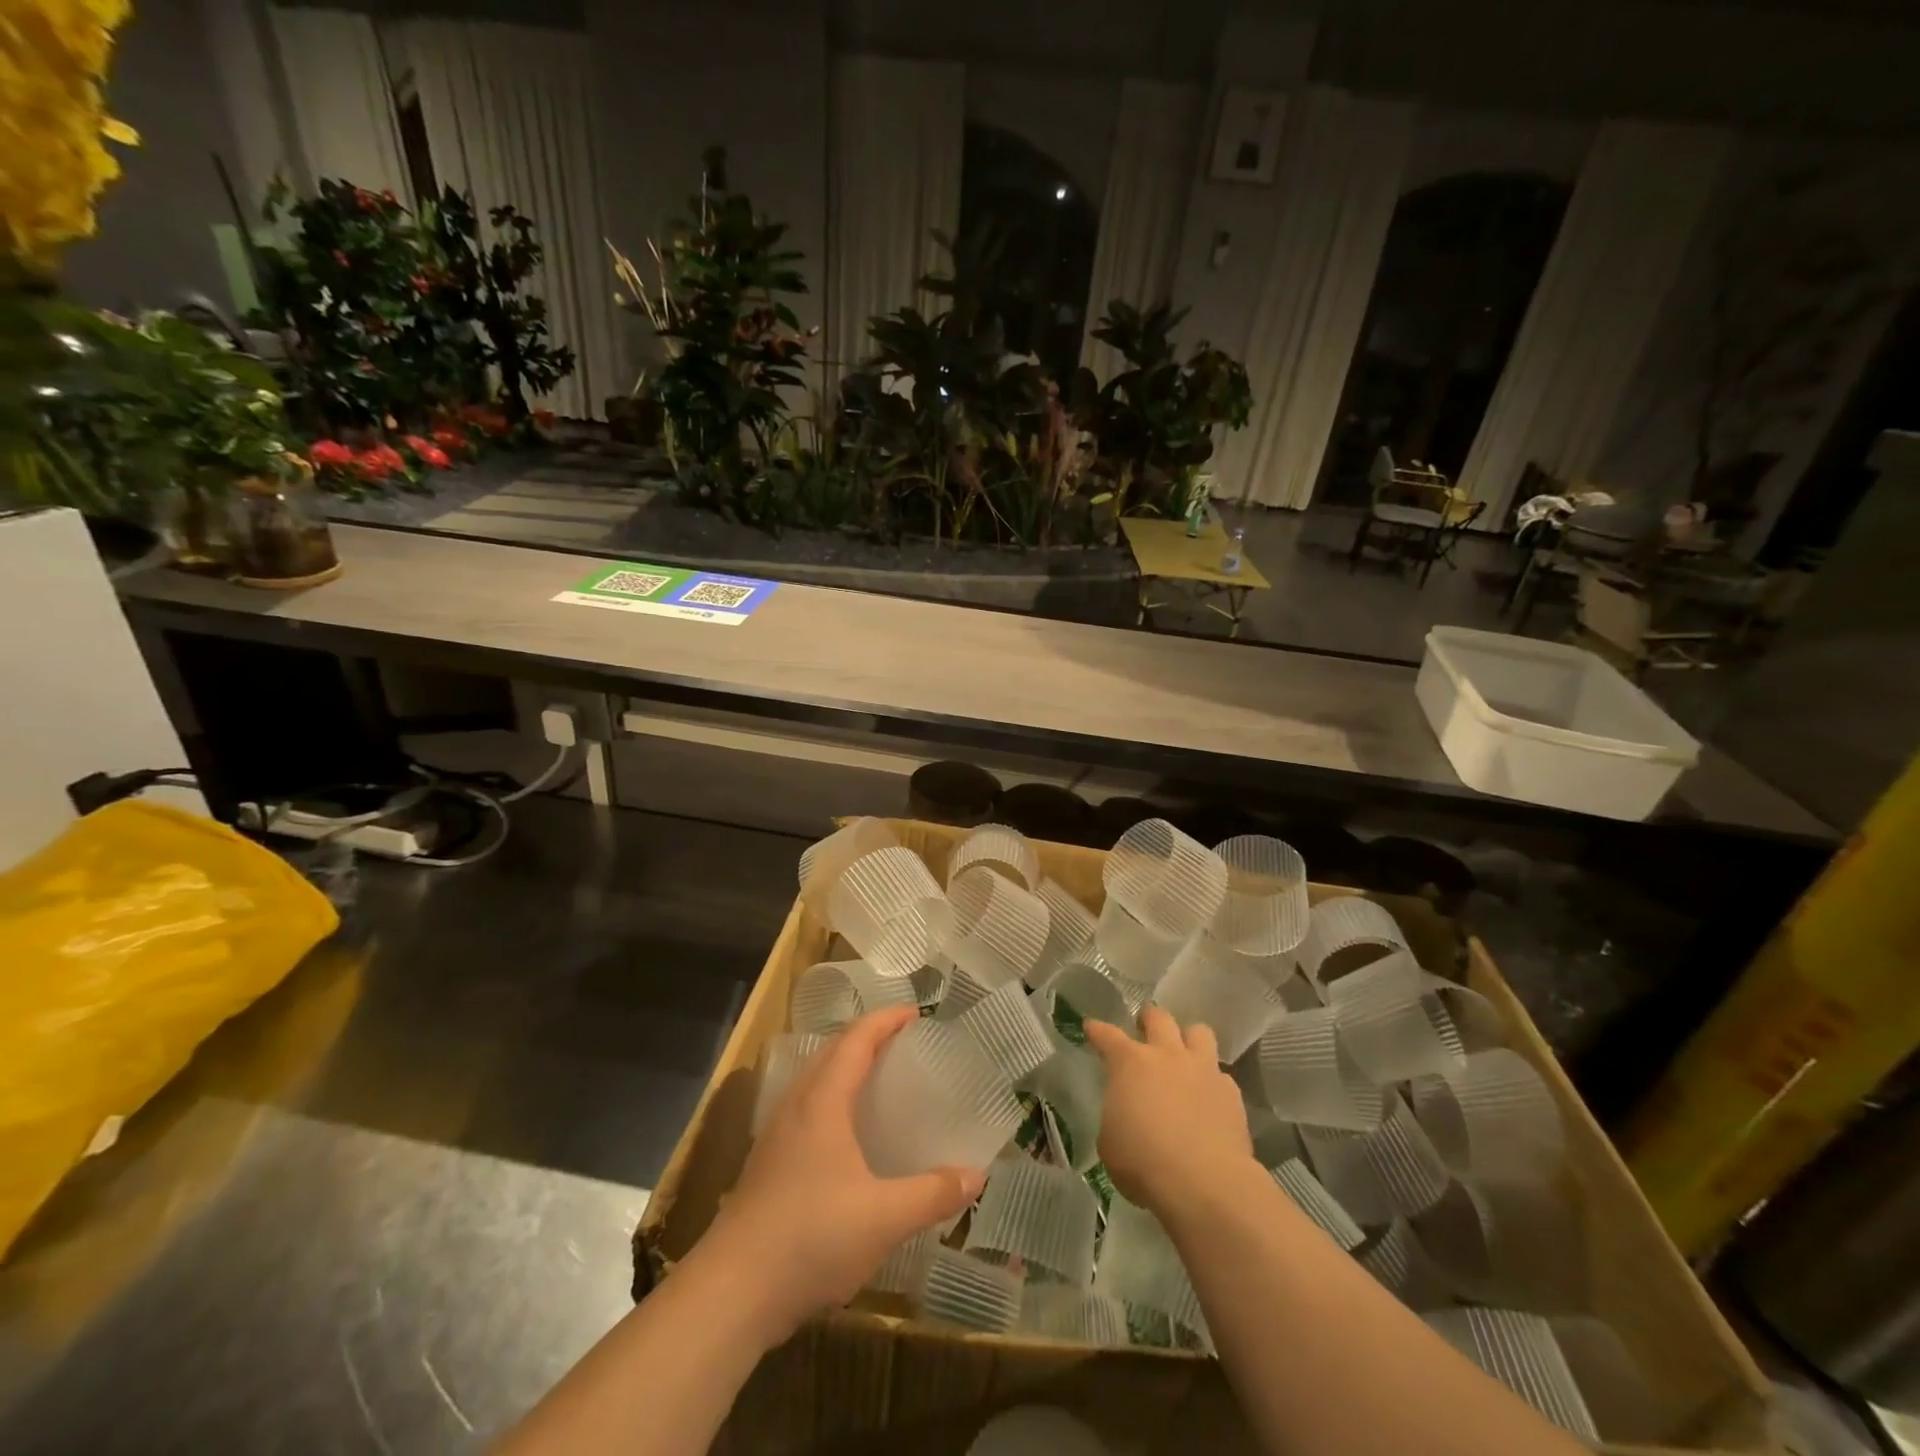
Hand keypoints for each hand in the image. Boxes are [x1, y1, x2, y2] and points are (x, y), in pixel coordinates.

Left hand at [696, 1007, 984, 1344]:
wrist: (731, 1292)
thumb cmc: (810, 1239)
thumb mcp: (883, 1219)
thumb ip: (932, 1194)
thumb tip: (976, 1176)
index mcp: (823, 1102)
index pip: (856, 1040)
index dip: (885, 1020)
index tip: (915, 1013)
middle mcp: (796, 1106)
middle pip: (832, 1052)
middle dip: (867, 1037)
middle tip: (903, 1042)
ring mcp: (777, 1135)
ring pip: (815, 1080)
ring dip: (846, 1067)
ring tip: (879, 1079)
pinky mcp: (768, 1164)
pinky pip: (806, 1108)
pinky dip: (832, 1098)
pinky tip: (847, 1134)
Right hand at [1084, 1006, 1252, 1215]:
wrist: (1205, 1184)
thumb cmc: (1144, 1162)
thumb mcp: (1110, 1142)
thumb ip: (1116, 1115)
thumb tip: (1124, 1113)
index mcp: (1130, 1063)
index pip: (1107, 1035)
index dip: (1097, 1030)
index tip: (1091, 1027)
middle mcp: (1167, 1055)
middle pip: (1158, 1017)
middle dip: (1149, 1018)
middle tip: (1144, 1028)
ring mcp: (1203, 1070)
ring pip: (1199, 1032)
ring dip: (1188, 1039)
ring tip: (1184, 1054)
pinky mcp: (1231, 1093)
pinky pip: (1221, 1075)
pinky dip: (1212, 1081)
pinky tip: (1208, 1098)